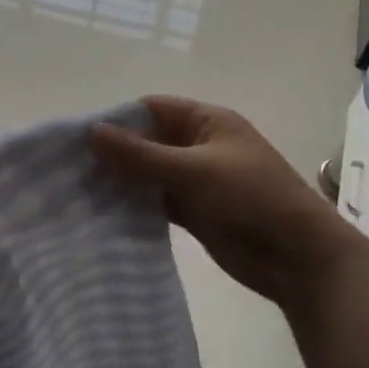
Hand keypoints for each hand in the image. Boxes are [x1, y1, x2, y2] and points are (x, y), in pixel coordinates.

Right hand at [92, 97, 367, 305]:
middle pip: (147, 141)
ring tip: (78, 191)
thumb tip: (91, 132)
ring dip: (121, 181)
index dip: (116, 119)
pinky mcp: (195, 211)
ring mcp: (196, 180)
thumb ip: (141, 154)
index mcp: (207, 122)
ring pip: (149, 173)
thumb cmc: (251, 198)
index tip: (77, 138)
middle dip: (113, 152)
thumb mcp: (193, 171)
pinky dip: (135, 205)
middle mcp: (199, 146)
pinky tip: (104, 213)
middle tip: (70, 168)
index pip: (151, 109)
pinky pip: (156, 201)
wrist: (299, 258)